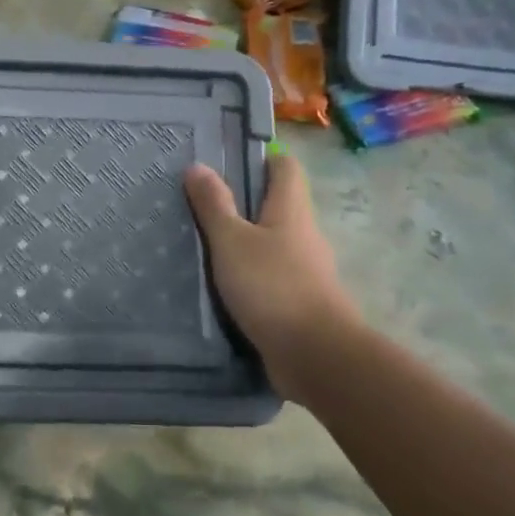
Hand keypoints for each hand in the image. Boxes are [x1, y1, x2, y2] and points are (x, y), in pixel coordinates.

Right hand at [184, 152, 357, 395]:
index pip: (285, 167)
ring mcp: (305, 270)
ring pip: (272, 243)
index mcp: (292, 210)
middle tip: (200, 202)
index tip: (226, 161)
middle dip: (243, 201)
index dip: (261, 159)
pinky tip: (221, 284)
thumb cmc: (273, 287)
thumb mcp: (232, 242)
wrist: (316, 356)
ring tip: (202, 243)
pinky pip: (270, 277)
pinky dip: (248, 274)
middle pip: (277, 205)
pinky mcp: (299, 302)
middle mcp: (303, 234)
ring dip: (244, 241)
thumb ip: (215, 205)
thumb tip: (198, 166)